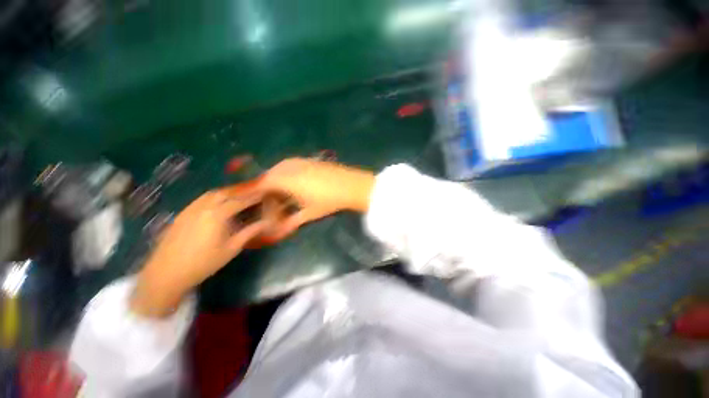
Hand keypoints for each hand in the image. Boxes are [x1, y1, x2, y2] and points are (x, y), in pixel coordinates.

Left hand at [131, 190, 267, 316]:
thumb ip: (249, 232)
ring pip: (210, 194)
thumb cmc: (204, 263)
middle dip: (240, 191)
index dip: (253, 197)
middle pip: (224, 193)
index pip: (240, 201)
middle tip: (250, 194)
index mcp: (217, 215)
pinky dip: (212, 197)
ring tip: (236, 196)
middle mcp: (203, 207)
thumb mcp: (231, 248)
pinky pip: (200, 200)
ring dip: (226, 192)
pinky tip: (216, 204)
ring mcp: (190, 209)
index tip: (263, 194)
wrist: (166, 273)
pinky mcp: (181, 214)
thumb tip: (267, 223)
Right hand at [258, 158, 374, 238]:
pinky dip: (287, 174)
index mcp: (286, 180)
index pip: (261, 184)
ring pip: (280, 169)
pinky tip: (294, 184)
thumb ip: (292, 222)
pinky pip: (291, 165)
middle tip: (269, 202)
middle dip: (266, 189)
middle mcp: (289, 167)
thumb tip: (279, 232)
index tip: (249, 201)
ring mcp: (300, 161)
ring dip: (277, 181)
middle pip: (269, 176)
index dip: (253, 193)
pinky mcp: (309, 160)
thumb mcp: (309, 213)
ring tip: (282, 195)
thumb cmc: (329, 201)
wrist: (351, 185)